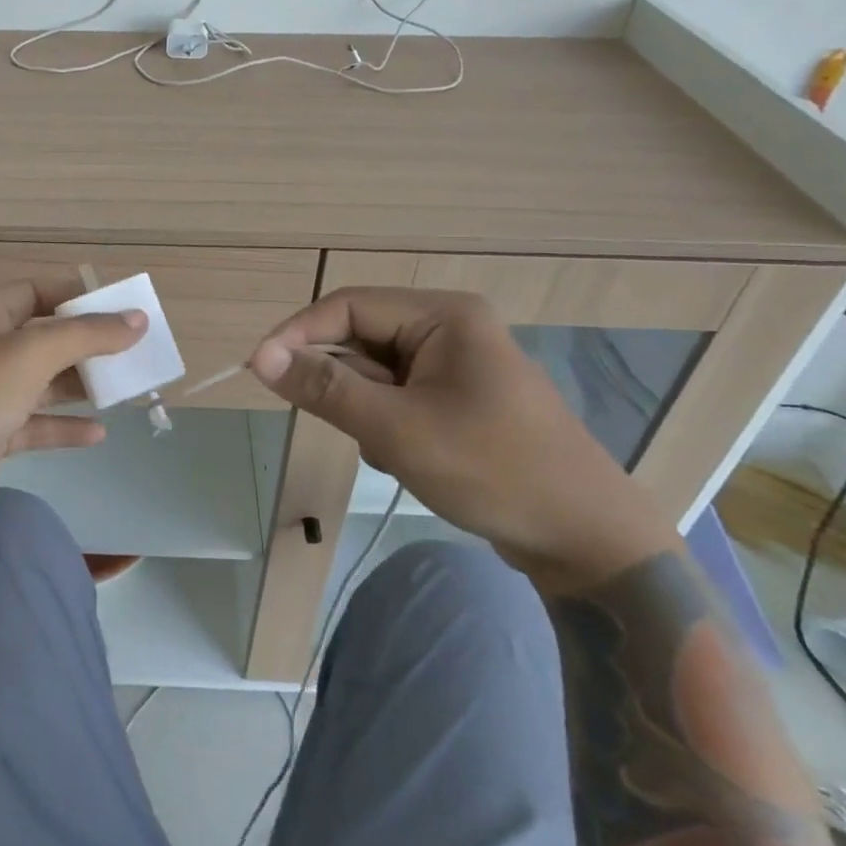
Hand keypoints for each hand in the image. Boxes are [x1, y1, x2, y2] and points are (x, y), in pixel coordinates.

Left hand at [0, 275, 144, 564]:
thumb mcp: (30, 354)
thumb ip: (87, 335)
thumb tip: (137, 319)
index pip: (36, 291)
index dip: (78, 298)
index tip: (122, 310)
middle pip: (42, 338)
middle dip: (86, 346)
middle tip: (132, 354)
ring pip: (40, 383)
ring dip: (78, 386)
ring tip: (124, 391)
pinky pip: (32, 424)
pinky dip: (62, 427)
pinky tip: (97, 433)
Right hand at [250, 287, 673, 587]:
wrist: (587, 540)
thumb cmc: (493, 470)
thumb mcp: (397, 429)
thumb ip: (326, 388)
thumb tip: (261, 358)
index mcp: (442, 315)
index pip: (347, 306)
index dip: (298, 334)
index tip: (258, 369)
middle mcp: (448, 328)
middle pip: (361, 338)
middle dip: (341, 383)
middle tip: (337, 425)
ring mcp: (455, 364)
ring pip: (375, 372)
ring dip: (365, 410)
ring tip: (392, 451)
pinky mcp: (457, 398)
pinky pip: (397, 397)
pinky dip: (387, 425)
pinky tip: (409, 460)